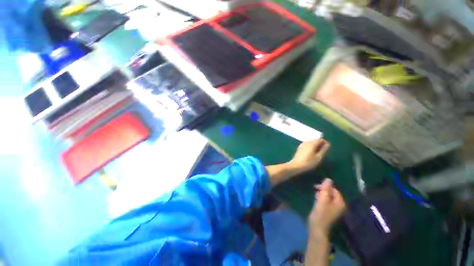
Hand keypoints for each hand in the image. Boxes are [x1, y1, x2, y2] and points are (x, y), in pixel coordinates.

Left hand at [288, 139, 329, 174]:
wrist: (296, 165)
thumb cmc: (308, 162)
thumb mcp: (318, 157)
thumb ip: (323, 150)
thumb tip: (328, 144)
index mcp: (312, 143)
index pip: (320, 139)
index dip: (325, 143)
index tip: (327, 149)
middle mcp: (307, 142)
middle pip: (315, 140)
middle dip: (320, 144)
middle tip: (323, 152)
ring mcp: (302, 144)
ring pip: (311, 142)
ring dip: (315, 146)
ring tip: (317, 153)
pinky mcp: (299, 147)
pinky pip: (307, 144)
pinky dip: (310, 147)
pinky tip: (311, 153)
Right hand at [309, 178, 345, 236]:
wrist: (317, 229)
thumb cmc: (320, 214)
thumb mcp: (322, 200)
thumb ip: (325, 189)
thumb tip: (328, 179)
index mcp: (340, 203)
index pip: (334, 190)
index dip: (325, 187)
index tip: (316, 187)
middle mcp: (339, 206)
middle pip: (331, 193)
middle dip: (323, 191)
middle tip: (314, 191)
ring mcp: (335, 210)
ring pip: (328, 197)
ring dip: (321, 195)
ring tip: (315, 196)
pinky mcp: (329, 212)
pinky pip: (326, 202)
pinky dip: (321, 200)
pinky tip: (316, 201)